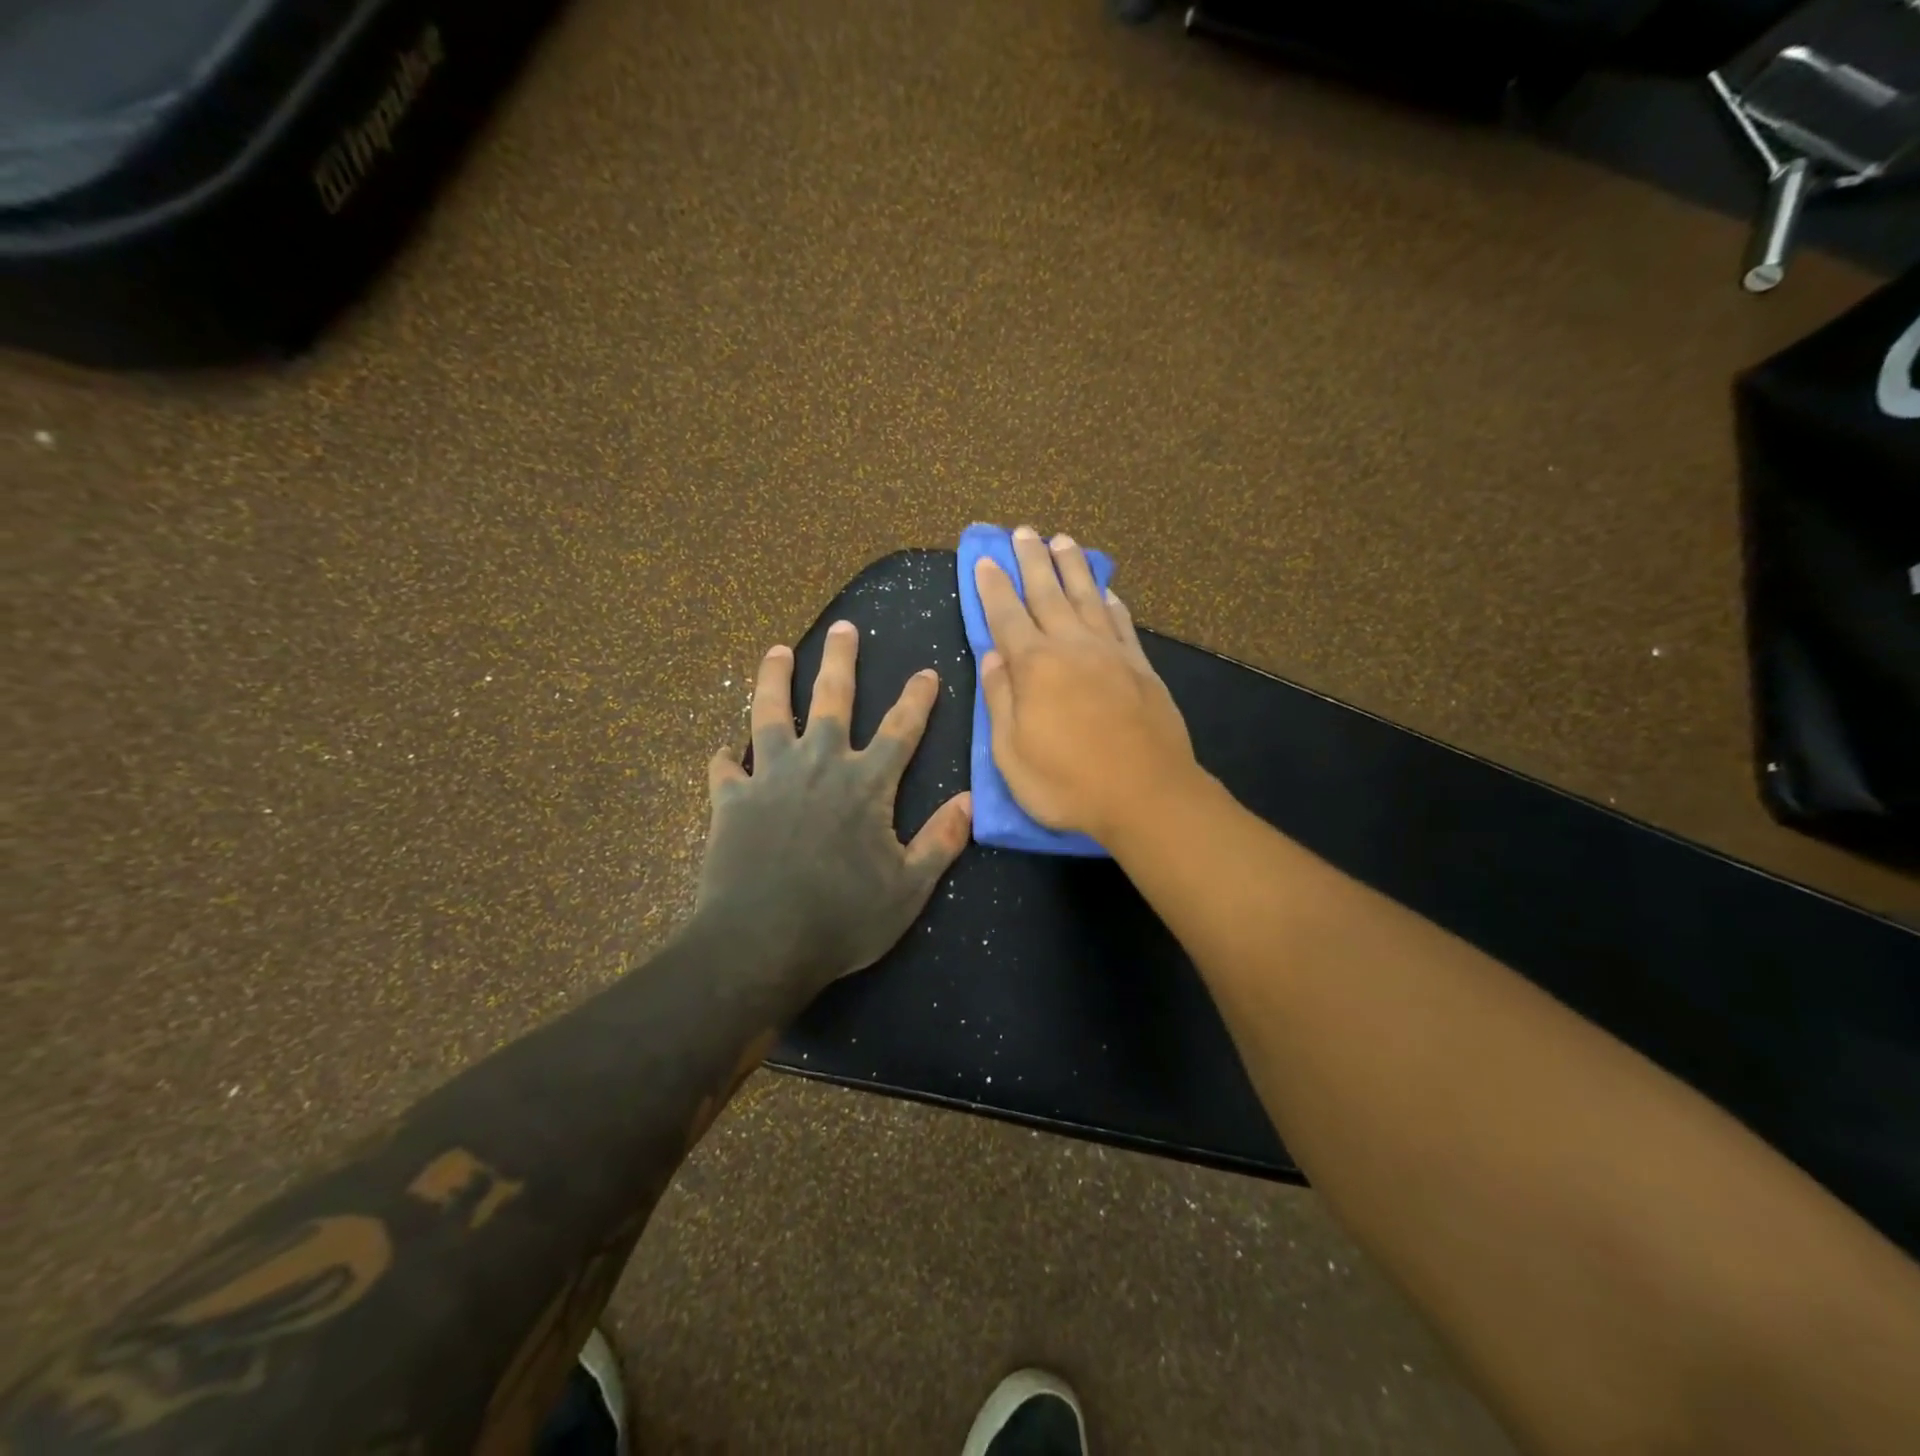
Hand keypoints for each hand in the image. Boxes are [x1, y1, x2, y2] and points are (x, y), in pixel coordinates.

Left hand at [695, 621, 971, 994]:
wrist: (760, 943)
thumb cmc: (842, 919)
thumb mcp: (908, 889)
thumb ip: (940, 842)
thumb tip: (970, 802)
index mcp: (866, 784)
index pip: (900, 729)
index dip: (917, 699)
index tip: (927, 672)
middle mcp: (819, 765)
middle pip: (832, 699)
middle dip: (841, 660)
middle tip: (844, 627)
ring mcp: (770, 778)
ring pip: (770, 713)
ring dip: (773, 679)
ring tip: (775, 651)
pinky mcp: (730, 800)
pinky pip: (724, 769)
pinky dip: (724, 758)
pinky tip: (723, 750)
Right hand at [975, 527, 1199, 843]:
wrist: (1146, 795)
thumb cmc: (1067, 783)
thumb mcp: (1011, 752)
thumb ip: (1000, 699)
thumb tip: (992, 656)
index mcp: (1034, 666)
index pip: (1006, 615)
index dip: (993, 586)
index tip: (984, 559)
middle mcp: (1071, 647)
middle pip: (1047, 593)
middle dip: (1031, 561)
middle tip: (1023, 532)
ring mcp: (1110, 653)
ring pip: (1086, 597)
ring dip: (1071, 567)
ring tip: (1062, 541)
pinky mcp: (1141, 667)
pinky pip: (1121, 622)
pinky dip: (1110, 601)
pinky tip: (1105, 590)